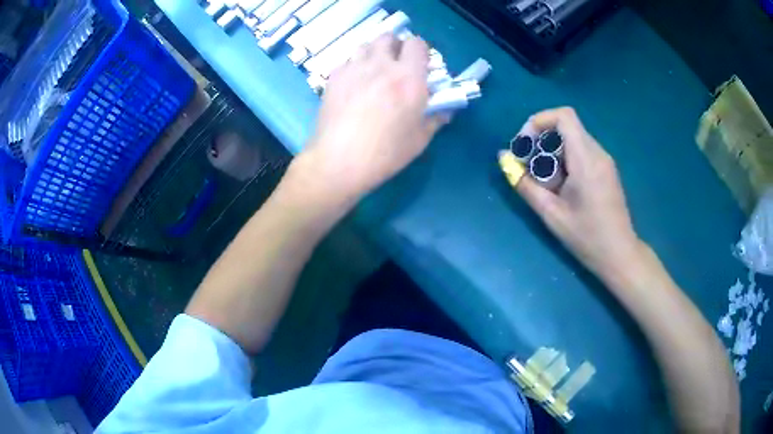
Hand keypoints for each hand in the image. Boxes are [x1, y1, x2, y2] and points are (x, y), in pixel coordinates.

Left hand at [295, 34, 445, 203]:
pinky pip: (347, 61)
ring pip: (366, 46)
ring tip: (374, 72)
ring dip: (374, 54)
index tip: (420, 65)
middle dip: (396, 46)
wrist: (340, 161)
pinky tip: (354, 85)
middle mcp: (382, 66)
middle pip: (388, 37)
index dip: (421, 52)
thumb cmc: (385, 153)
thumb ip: (435, 118)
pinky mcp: (334, 78)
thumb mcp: (420, 139)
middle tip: (397, 65)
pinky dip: (354, 67)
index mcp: (409, 78)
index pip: (417, 44)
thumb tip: (445, 110)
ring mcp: (354, 69)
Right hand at [513, 107, 644, 284]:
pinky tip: (562, 186)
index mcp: (586, 159)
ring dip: (553, 152)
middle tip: (531, 166)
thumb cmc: (586, 236)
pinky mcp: (606, 170)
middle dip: (543, 140)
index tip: (526, 143)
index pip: (564, 116)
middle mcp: (598, 153)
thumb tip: (503, 158)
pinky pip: (582, 151)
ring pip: (574, 139)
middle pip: (566, 127)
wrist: (619, 254)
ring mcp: (605, 161)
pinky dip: (566, 159)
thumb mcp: (551, 213)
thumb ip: (525, 184)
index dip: (540, 120)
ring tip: (545, 181)